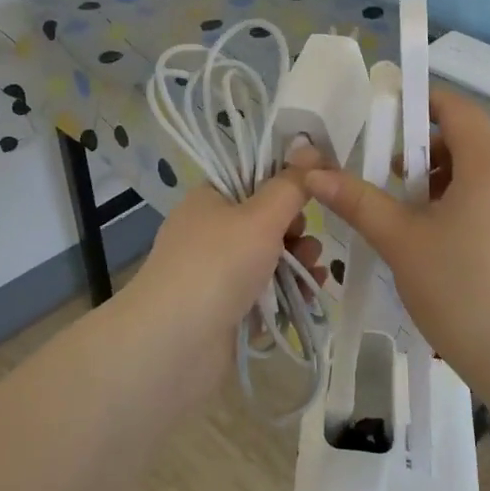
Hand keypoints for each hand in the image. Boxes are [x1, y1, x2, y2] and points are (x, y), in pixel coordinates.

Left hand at [125, 172, 323, 403]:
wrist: (174, 345)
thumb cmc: (218, 265)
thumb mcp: (261, 216)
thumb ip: (291, 185)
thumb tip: (310, 146)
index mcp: (209, 200)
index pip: (252, 179)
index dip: (285, 184)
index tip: (315, 193)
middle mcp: (209, 233)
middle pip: (265, 222)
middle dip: (296, 231)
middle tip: (309, 243)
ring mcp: (215, 274)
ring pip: (268, 260)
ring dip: (297, 263)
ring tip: (314, 274)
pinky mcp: (225, 311)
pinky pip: (264, 295)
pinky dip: (285, 295)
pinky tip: (307, 299)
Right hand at [305, 89, 489, 387]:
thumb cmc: (458, 289)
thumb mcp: (400, 240)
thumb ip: (357, 200)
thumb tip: (312, 172)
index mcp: (489, 165)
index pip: (457, 108)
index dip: (421, 101)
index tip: (386, 113)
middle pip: (467, 140)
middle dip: (423, 150)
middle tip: (388, 177)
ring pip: (480, 174)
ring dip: (440, 179)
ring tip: (408, 214)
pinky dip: (463, 203)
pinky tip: (439, 242)